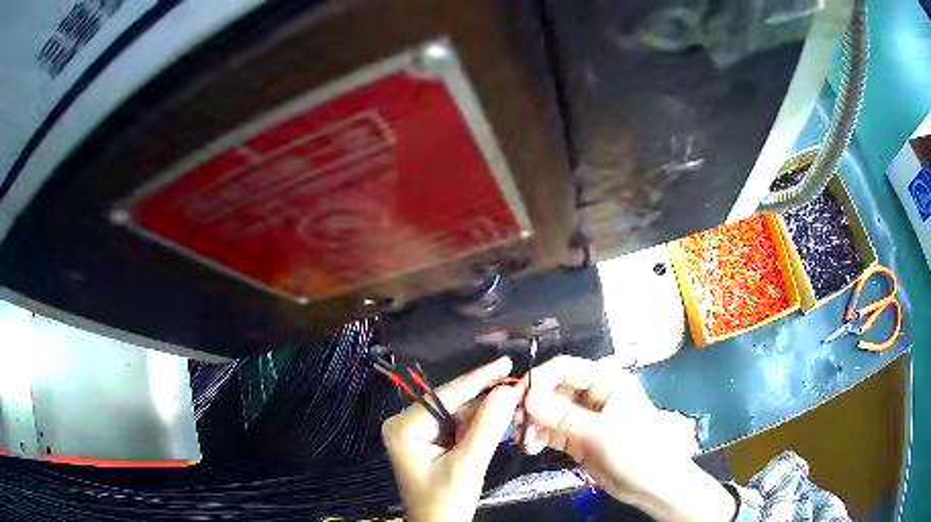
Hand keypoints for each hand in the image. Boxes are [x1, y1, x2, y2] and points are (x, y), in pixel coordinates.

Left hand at [382, 357, 522, 521]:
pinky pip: (457, 426)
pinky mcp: (429, 442)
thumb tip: (508, 390)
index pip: (445, 396)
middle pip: (452, 403)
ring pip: (457, 413)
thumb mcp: (468, 464)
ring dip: (485, 411)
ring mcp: (417, 433)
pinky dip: (478, 425)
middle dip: (485, 397)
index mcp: (404, 427)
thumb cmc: (446, 501)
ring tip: (515, 401)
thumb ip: (487, 427)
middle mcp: (406, 424)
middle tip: (518, 385)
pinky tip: (499, 418)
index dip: (479, 379)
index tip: (506, 362)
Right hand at [523, 355, 736, 521]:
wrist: (653, 485)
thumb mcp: (600, 433)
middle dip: (533, 404)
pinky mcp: (580, 438)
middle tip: (513, 422)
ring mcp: (586, 418)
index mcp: (607, 381)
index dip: (540, 378)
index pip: (566, 368)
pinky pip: (553, 431)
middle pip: (555, 389)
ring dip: (534, 423)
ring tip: (523, 440)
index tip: (516, 397)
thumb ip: (562, 416)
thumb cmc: (636, 451)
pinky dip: (540, 437)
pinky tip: (531, 448)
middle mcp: (595, 395)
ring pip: (550, 412)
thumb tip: (526, 398)